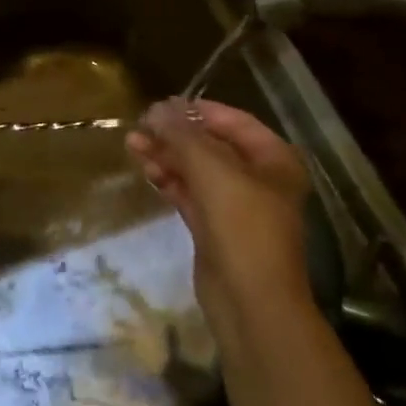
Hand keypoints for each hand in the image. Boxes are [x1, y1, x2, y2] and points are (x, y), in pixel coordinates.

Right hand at [127, 99, 313, 314]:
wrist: (250, 301)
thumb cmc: (242, 225)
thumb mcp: (211, 170)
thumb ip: (182, 135)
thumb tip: (156, 109)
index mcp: (273, 159)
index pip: (234, 121)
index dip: (197, 110)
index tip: (161, 105)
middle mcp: (259, 179)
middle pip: (212, 145)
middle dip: (175, 135)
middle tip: (140, 126)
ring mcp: (236, 206)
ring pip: (197, 170)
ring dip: (166, 156)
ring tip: (132, 145)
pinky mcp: (215, 228)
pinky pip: (190, 193)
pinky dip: (169, 180)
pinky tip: (146, 170)